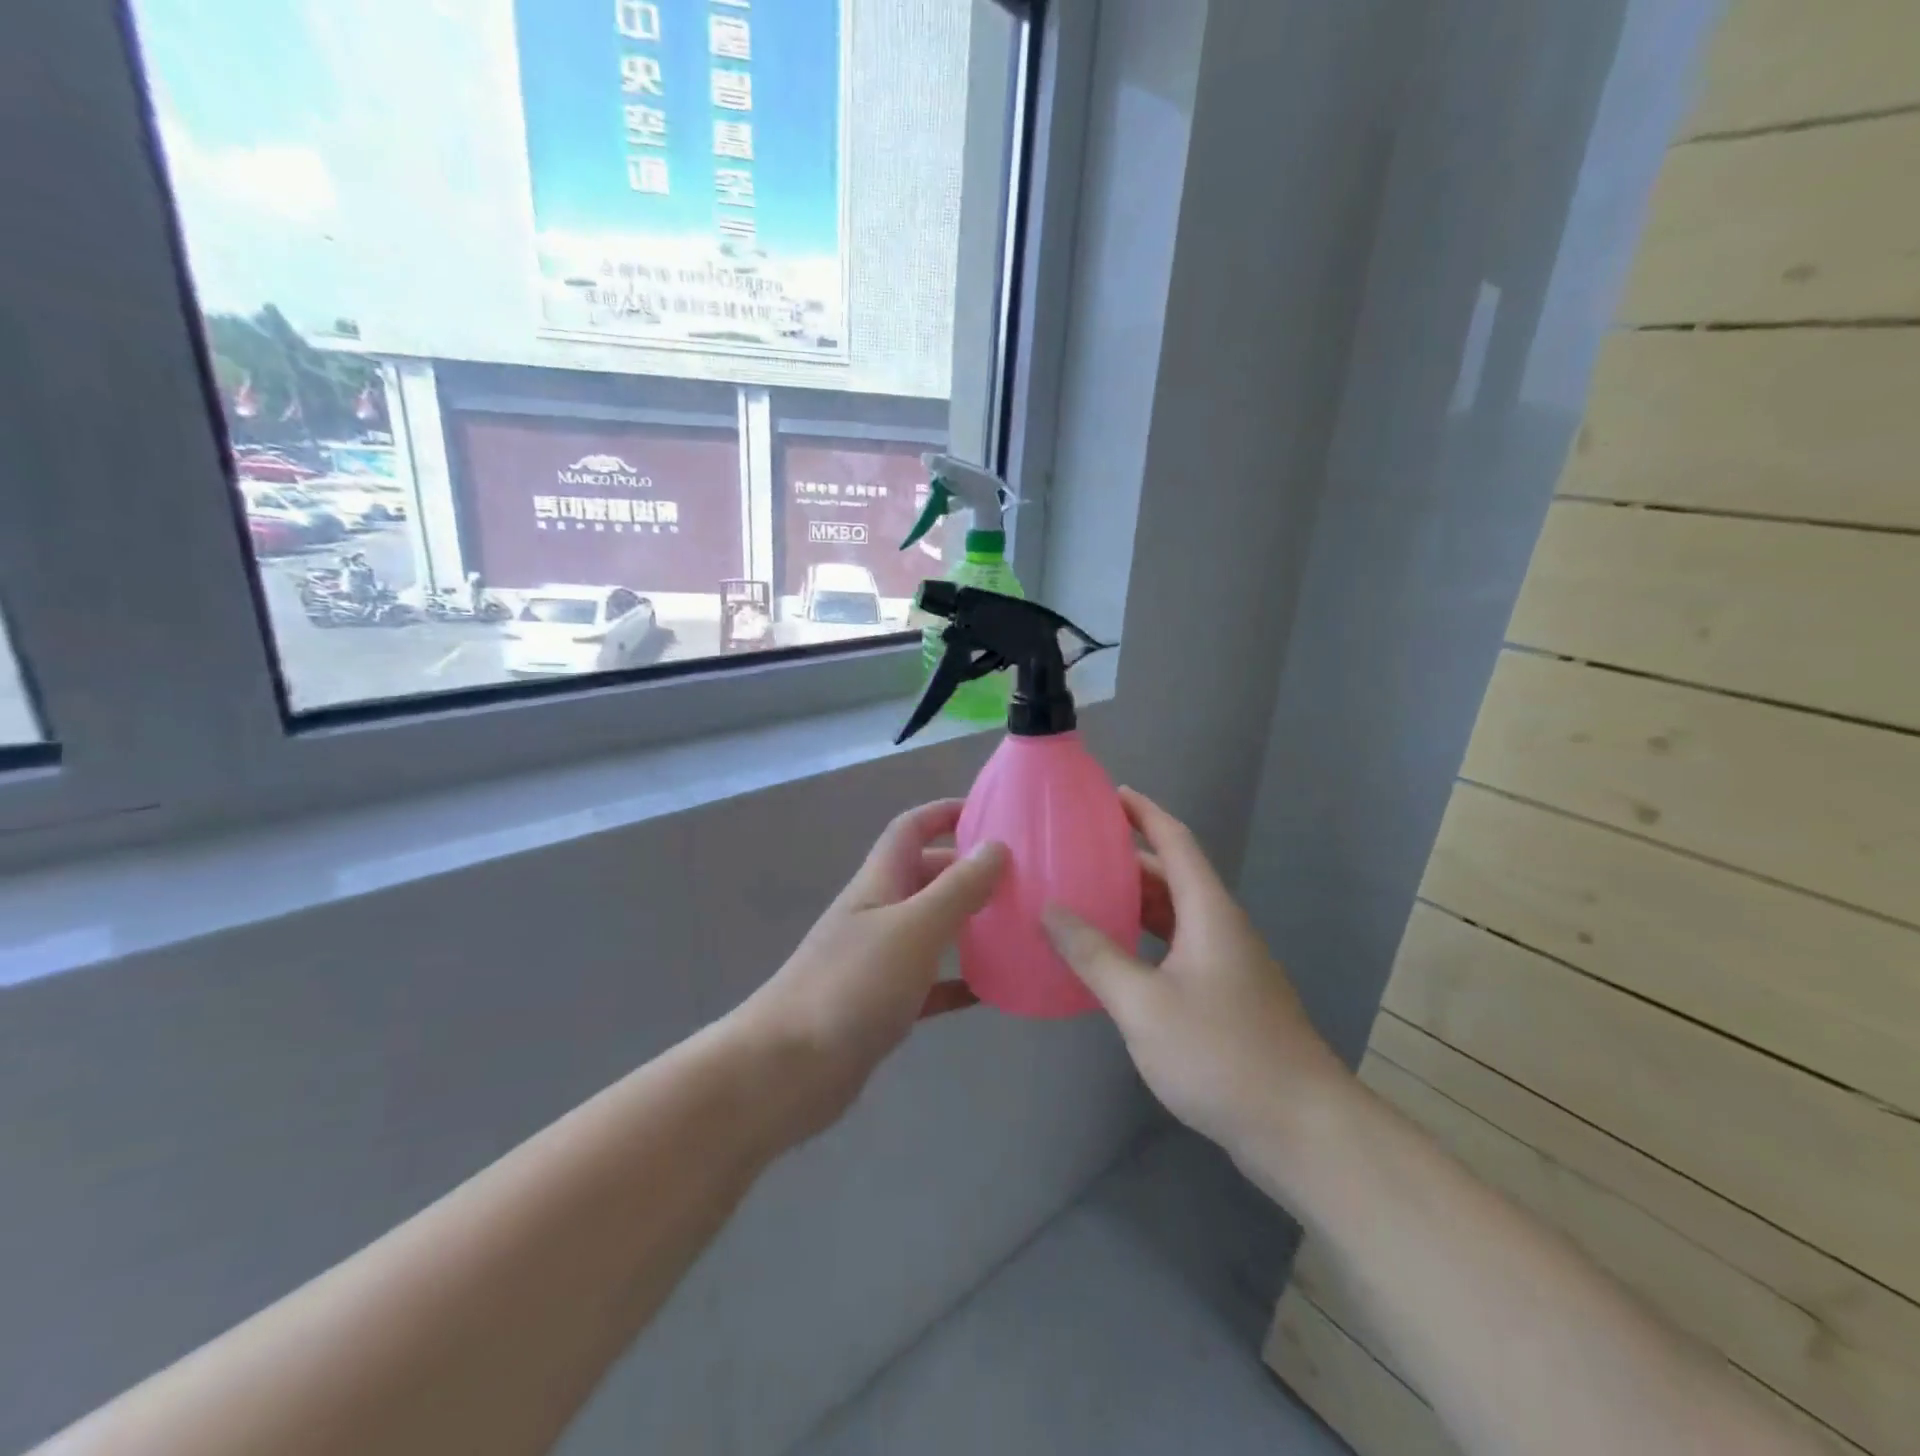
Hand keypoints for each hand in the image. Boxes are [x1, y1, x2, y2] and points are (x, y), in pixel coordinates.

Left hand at [732, 799, 1007, 1141]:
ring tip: (1016, 926)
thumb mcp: (914, 928)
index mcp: (879, 883)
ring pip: (930, 928)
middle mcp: (877, 914)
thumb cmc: (851, 986)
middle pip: (925, 876)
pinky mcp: (882, 1005)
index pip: (910, 829)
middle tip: (1019, 877)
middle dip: (967, 869)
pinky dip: (958, 980)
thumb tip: (997, 846)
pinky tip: (992, 990)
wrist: (787, 1070)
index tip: (990, 811)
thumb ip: (957, 888)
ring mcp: (877, 961)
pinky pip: (929, 983)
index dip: (944, 812)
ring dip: (968, 923)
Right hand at [1042, 789, 1350, 1175]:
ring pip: (1176, 916)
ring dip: (1136, 902)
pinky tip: (1116, 959)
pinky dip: (1145, 940)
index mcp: (1209, 912)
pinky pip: (1178, 949)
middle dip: (1129, 858)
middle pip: (1174, 876)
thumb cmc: (1221, 1053)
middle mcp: (1222, 928)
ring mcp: (1229, 965)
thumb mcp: (1143, 1003)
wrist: (1301, 1129)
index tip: (1110, 793)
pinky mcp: (1228, 999)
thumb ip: (1094, 954)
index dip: (1145, 812)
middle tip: (1079, 851)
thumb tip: (1050, 910)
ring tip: (1087, 896)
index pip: (1176, 841)